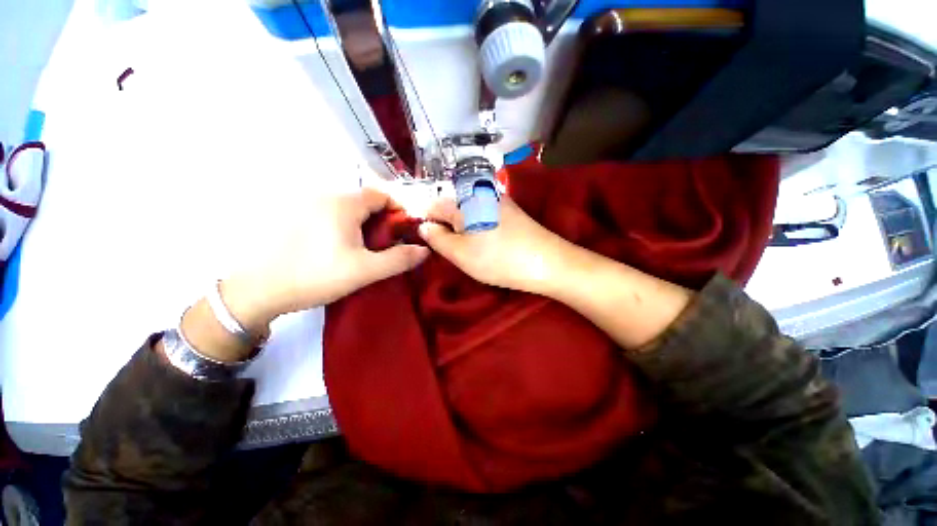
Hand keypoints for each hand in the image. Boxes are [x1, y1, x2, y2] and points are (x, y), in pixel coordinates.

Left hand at [223, 188, 429, 330]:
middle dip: (382, 221)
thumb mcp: (365, 270)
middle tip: (385, 247)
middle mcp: (324, 196)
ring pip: (348, 209)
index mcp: (344, 203)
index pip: (382, 195)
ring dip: (363, 225)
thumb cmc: (315, 275)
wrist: (256, 290)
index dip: (398, 211)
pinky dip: (345, 227)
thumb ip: (399, 259)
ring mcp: (306, 204)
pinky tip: (339, 249)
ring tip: (364, 251)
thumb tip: (425, 250)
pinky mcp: (294, 216)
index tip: (404, 233)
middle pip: (365, 202)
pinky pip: (331, 215)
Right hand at [418, 197, 572, 295]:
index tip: (426, 240)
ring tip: (468, 248)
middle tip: (450, 249)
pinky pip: (484, 214)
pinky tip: (485, 241)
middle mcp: (480, 194)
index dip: (425, 221)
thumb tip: (424, 226)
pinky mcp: (510, 210)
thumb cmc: (498, 259)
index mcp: (464, 202)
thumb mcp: (460, 254)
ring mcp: (498, 200)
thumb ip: (437, 239)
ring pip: (469, 211)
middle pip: (452, 207)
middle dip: (445, 226)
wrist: (546, 262)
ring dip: (462, 228)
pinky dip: (478, 227)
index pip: (433, 205)